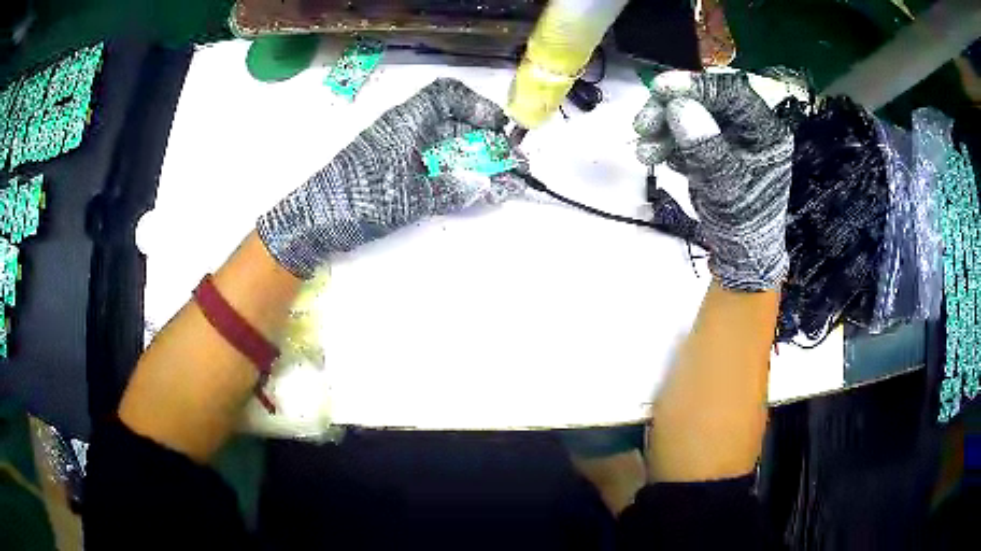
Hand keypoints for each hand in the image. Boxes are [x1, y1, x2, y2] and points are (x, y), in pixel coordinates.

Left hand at [258, 78, 525, 278]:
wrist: (316, 222)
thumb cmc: (360, 199)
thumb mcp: (410, 197)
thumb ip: (451, 189)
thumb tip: (485, 185)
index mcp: (408, 121)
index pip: (447, 95)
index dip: (477, 106)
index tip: (499, 128)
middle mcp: (406, 130)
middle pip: (455, 124)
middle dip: (487, 142)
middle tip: (513, 167)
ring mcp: (401, 152)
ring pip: (448, 147)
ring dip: (476, 161)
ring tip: (502, 183)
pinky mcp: (396, 172)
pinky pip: (435, 165)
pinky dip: (457, 175)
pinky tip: (474, 189)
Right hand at [633, 71, 791, 290]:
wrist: (740, 254)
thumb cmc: (743, 224)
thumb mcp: (726, 188)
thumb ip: (706, 147)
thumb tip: (678, 107)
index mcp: (764, 131)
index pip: (732, 92)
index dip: (696, 85)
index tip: (660, 89)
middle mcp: (747, 127)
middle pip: (706, 100)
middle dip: (670, 109)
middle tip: (642, 126)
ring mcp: (728, 136)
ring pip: (691, 114)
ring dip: (662, 128)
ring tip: (644, 153)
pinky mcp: (712, 146)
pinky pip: (686, 132)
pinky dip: (667, 141)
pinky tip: (657, 157)